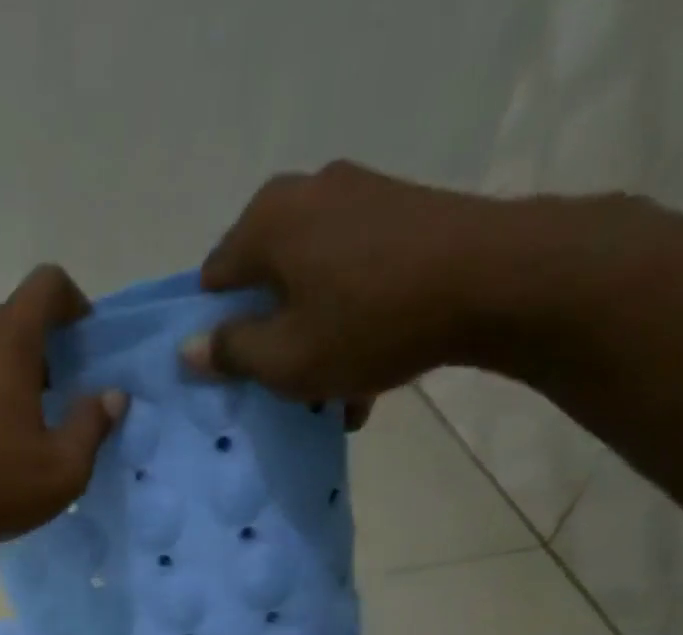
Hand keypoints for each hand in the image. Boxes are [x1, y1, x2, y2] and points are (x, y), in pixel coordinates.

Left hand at [0, 265, 126, 554]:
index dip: (72, 304)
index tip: (82, 343)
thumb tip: (112, 396)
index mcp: (6, 340)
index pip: (47, 285)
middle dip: (37, 351)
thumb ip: (92, 427)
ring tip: (5, 430)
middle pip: (8, 320)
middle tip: (49, 402)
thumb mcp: (60, 471)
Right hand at [182, 161, 507, 408]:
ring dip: (314, 337)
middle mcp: (307, 194)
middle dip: (270, 336)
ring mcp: (360, 197)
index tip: (232, 372)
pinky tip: (366, 372)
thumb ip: (229, 352)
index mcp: (267, 222)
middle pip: (266, 282)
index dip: (215, 331)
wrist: (495, 280)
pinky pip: (355, 276)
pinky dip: (352, 320)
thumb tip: (187, 349)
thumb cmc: (368, 323)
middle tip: (281, 384)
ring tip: (331, 392)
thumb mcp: (284, 358)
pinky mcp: (403, 214)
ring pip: (313, 284)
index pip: (214, 281)